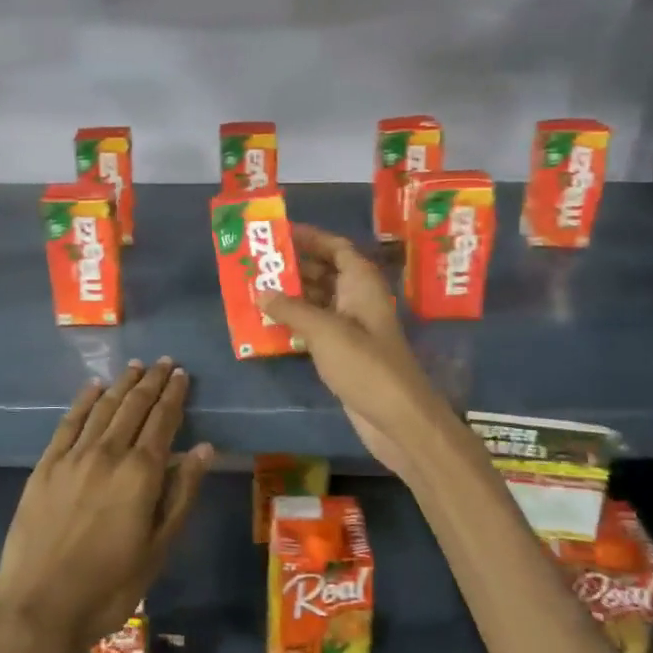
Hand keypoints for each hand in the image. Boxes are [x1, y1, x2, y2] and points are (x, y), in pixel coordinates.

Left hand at [0, 360, 212, 652]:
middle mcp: (108, 453)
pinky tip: (93, 387)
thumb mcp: (158, 548)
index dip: (173, 395)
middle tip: (165, 362)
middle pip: (134, 406)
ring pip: (103, 407)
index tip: (182, 374)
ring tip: (136, 367)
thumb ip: (182, 494)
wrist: (39, 604)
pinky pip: (69, 422)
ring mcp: (73, 456)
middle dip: (152, 381)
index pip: (162, 421)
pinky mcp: (46, 464)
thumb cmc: (110, 585)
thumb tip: (203, 448)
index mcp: (141, 473)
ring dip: (122, 384)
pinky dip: (84, 400)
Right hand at [259, 225, 451, 480]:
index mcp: (362, 285)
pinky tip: (267, 323)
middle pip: (325, 272)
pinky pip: (314, 327)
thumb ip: (291, 309)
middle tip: (257, 262)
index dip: (312, 237)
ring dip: (290, 295)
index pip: (337, 249)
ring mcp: (351, 328)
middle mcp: (357, 300)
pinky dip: (294, 322)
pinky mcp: (343, 353)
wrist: (397, 419)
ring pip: (317, 300)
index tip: (279, 233)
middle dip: (293, 266)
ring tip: (254, 289)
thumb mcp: (325, 331)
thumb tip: (260, 291)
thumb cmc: (366, 365)